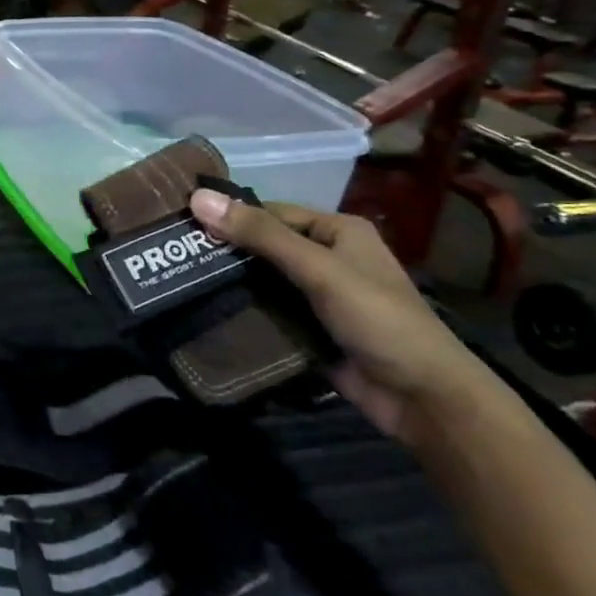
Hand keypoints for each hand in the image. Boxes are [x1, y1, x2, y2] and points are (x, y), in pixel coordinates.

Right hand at [189, 192, 488, 443]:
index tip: (181, 225)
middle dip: (224, 253)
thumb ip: (260, 235)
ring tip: (177, 283)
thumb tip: (198, 197)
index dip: (229, 217)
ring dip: (230, 285)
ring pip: (262, 282)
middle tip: (173, 257)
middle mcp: (327, 258)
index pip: (270, 214)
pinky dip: (243, 312)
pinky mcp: (309, 330)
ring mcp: (317, 297)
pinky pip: (268, 313)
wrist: (422, 398)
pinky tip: (204, 313)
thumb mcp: (318, 269)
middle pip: (264, 247)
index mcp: (337, 231)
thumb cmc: (377, 318)